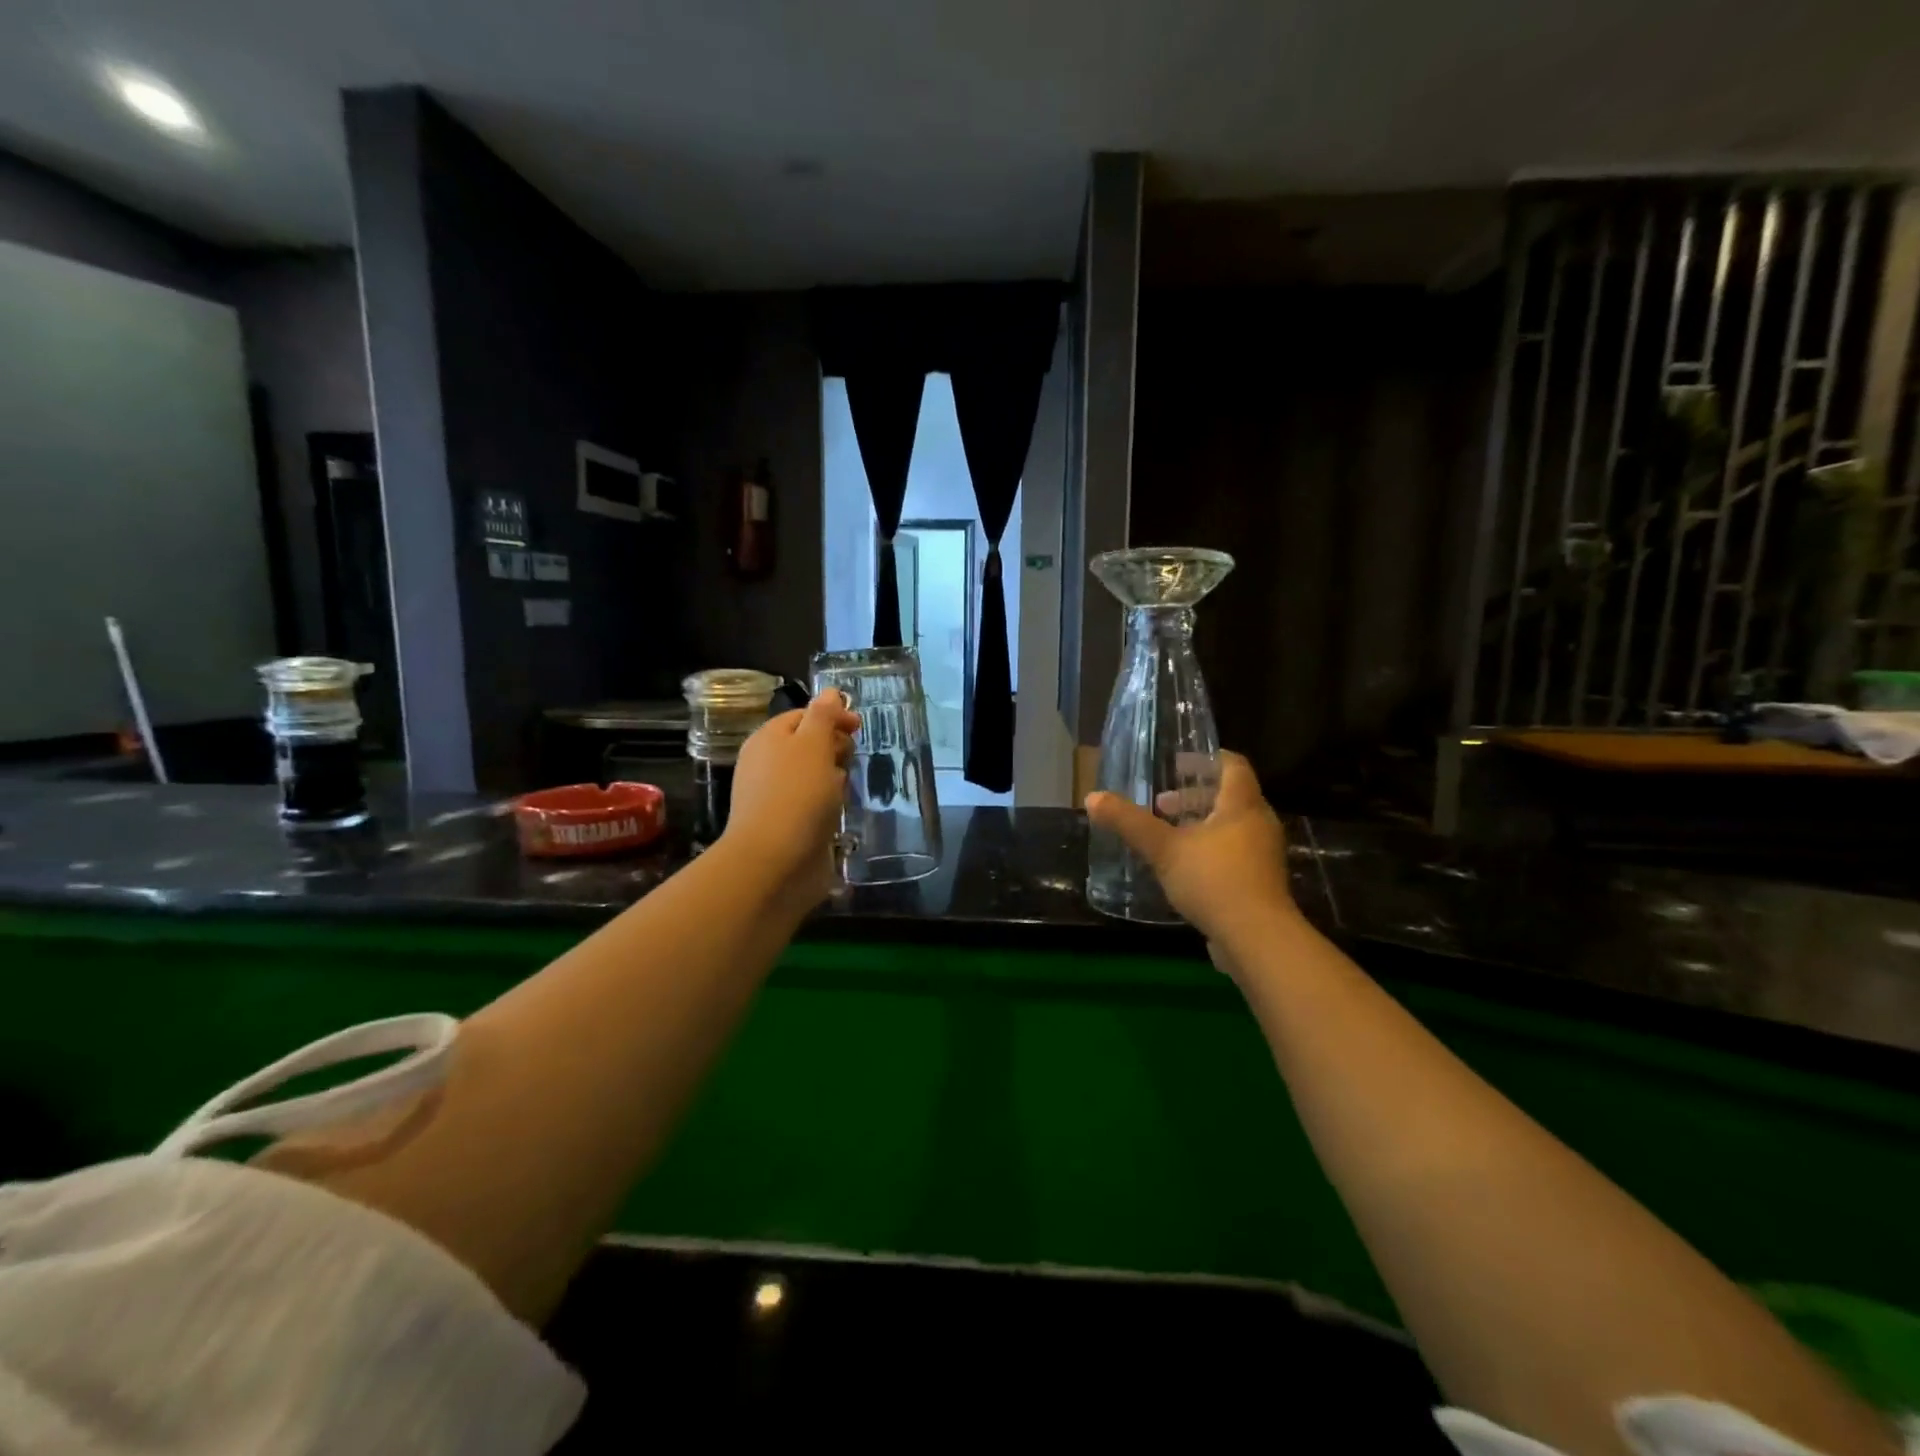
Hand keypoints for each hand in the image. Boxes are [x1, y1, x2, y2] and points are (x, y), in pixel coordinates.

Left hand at [721, 690, 858, 909]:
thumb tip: (831, 691)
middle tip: (850, 759)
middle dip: (834, 748)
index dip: (832, 717)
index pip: (803, 716)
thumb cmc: (796, 794)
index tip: (859, 728)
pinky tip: (839, 813)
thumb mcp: (813, 744)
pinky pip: (813, 805)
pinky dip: (829, 805)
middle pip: (808, 745)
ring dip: (834, 778)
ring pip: (813, 777)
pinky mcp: (788, 826)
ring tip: (846, 788)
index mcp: (768, 739)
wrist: (775, 861)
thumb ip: (824, 715)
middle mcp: (767, 765)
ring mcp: (776, 797)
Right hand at [1084, 751, 1296, 950]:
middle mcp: (1259, 824)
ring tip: (1169, 836)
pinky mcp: (1261, 882)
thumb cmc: (1213, 880)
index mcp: (1242, 805)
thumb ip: (1129, 822)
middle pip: (1230, 796)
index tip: (1177, 764)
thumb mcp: (1163, 849)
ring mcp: (1263, 855)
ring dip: (1200, 824)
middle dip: (1194, 796)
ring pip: (1232, 826)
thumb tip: (1092, 797)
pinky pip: (1235, 852)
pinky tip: (1185, 868)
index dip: (1206, 759)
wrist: (1257, 939)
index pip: (1233, 765)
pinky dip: (1210, 849)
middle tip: (1162, 804)